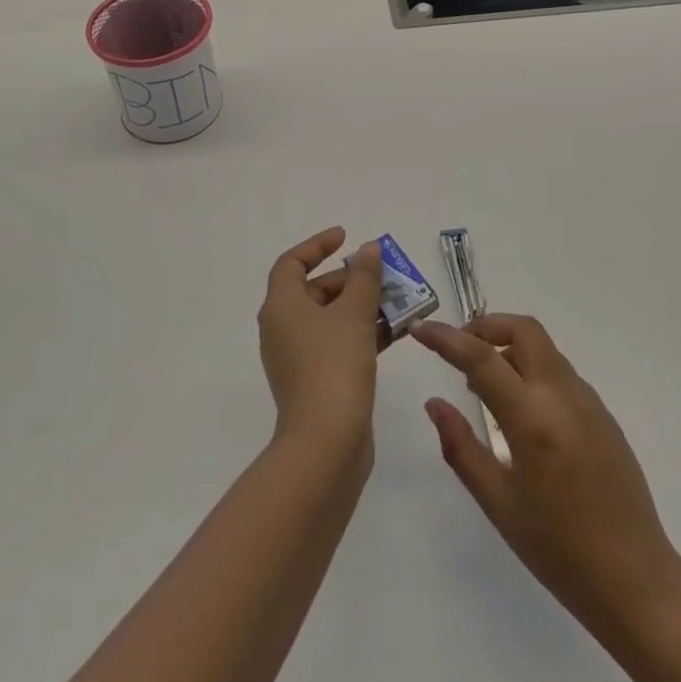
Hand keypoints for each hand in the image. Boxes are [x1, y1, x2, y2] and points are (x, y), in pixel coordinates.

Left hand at [258, 228, 384, 454]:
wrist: (326, 444)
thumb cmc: (335, 365)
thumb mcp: (355, 313)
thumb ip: (365, 277)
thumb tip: (368, 250)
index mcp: (282, 307)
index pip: (292, 263)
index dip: (317, 245)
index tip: (347, 237)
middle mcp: (282, 328)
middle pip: (314, 290)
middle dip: (351, 279)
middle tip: (385, 276)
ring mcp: (297, 358)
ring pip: (330, 319)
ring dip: (362, 307)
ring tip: (398, 302)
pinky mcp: (314, 381)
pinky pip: (337, 343)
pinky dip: (361, 333)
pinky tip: (394, 333)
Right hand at [412, 314, 680, 631]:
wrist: (635, 579)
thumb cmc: (558, 549)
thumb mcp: (498, 503)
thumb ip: (461, 447)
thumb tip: (435, 404)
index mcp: (533, 418)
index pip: (481, 357)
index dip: (445, 338)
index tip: (419, 329)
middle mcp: (564, 395)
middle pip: (524, 330)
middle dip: (485, 327)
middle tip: (457, 350)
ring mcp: (589, 401)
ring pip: (544, 349)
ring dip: (508, 348)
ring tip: (481, 385)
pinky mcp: (603, 414)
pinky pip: (559, 373)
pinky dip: (530, 370)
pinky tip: (518, 410)